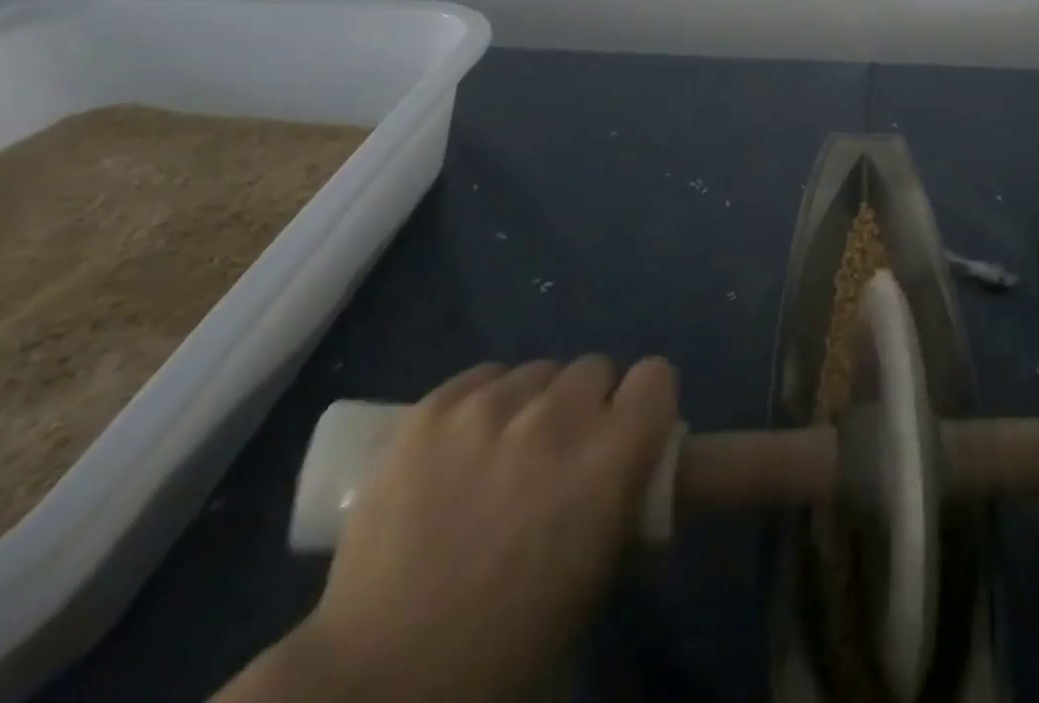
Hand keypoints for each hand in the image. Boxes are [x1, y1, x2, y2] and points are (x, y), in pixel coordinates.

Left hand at [220, 356, 677, 702]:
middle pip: (594, 367)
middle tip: (559, 452)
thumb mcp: (597, 575)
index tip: (627, 429)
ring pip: (537, 371)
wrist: (382, 678)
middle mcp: (557, 418)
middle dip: (585, 404)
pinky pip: (482, 377)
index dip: (644, 402)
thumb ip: (623, 499)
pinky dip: (484, 402)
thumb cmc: (509, 641)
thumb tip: (631, 464)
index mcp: (609, 459)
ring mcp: (489, 408)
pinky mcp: (432, 410)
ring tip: (502, 452)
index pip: (656, 376)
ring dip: (533, 403)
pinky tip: (462, 447)